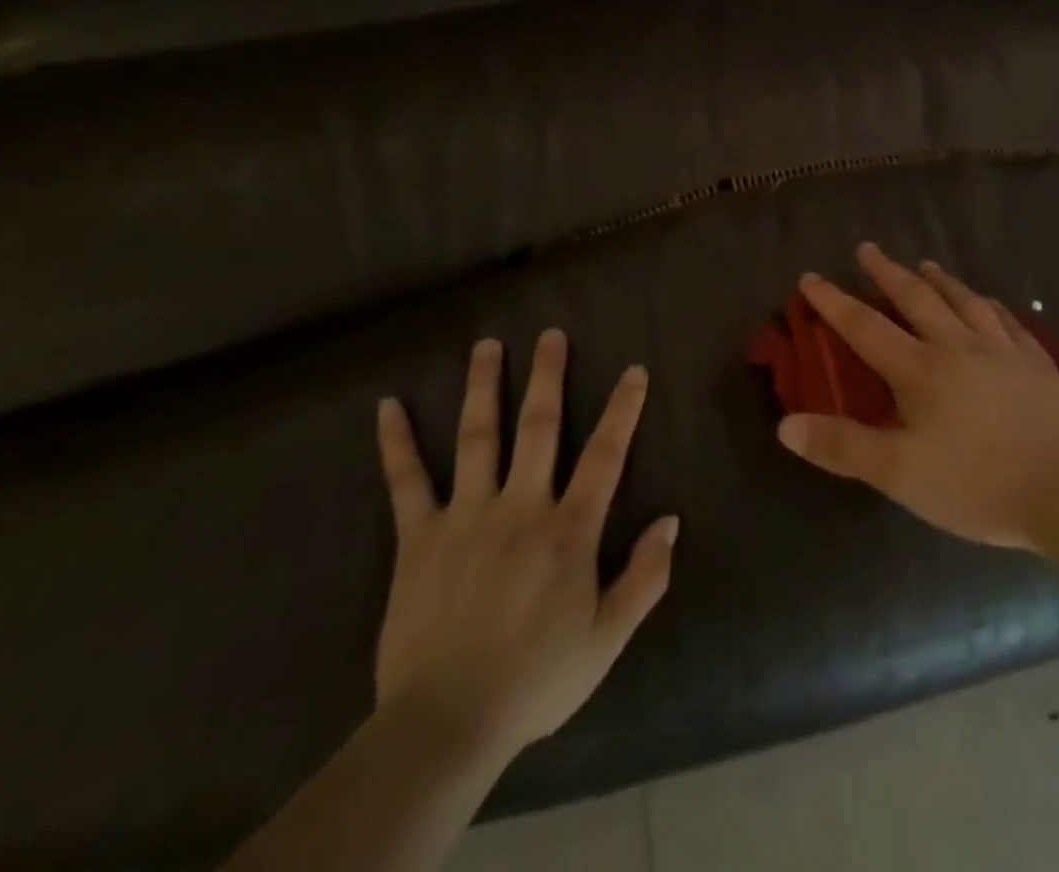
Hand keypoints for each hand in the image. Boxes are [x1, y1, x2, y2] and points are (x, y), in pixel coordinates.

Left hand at [373, 329, 677, 768]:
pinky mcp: (419, 536)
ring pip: (478, 437)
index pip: (605, 455)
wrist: (446, 723)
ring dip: (484, 387)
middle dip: (548, 377)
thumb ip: (644, 577)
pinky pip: (406, 481)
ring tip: (487, 346)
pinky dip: (396, 443)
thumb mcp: (607, 639)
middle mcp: (520, 507)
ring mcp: (466, 515)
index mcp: (569, 531)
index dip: (623, 409)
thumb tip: (670, 521)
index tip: (633, 370)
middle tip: (551, 335)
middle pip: (539, 427)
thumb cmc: (536, 680)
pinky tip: (388, 407)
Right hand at [777, 243, 1058, 553]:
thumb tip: (785, 425)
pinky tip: (989, 303)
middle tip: (869, 249)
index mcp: (921, 369)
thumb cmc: (978, 484)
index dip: (834, 301)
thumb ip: (842, 447)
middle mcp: (959, 346)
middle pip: (917, 299)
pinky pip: (1009, 322)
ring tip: (925, 264)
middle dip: (887, 272)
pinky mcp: (1039, 365)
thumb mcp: (900, 474)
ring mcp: (1004, 351)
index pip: (865, 326)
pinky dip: (990, 306)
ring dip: (940, 280)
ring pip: (965, 301)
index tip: (811, 276)